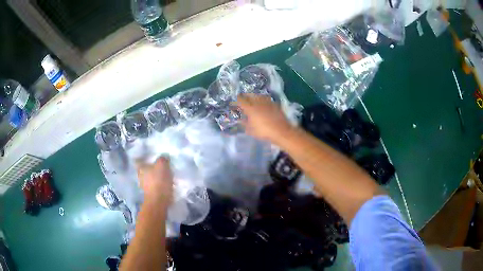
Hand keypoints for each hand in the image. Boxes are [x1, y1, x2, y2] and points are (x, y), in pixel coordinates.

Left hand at [136, 157, 172, 205]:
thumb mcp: (162, 165)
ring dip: (156, 177)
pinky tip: (166, 184)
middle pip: (145, 169)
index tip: (151, 157)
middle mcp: (140, 175)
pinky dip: (159, 184)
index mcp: (140, 167)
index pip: (139, 159)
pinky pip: (155, 185)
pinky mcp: (150, 193)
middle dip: (152, 168)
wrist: (159, 201)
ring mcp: (144, 185)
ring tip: (166, 175)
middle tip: (161, 166)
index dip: (144, 157)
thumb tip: (164, 157)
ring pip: (150, 178)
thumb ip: (162, 158)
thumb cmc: (158, 181)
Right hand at [235, 93, 292, 143]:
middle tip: (242, 99)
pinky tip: (262, 104)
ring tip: (251, 100)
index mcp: (250, 108)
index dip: (236, 101)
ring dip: (253, 97)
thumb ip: (244, 124)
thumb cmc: (264, 132)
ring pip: (258, 96)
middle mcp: (258, 102)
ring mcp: (267, 102)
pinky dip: (262, 100)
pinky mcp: (274, 104)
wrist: (281, 131)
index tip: (233, 103)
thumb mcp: (251, 130)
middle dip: (244, 96)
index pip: (241, 101)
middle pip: (249, 95)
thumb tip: (240, 120)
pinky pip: (266, 99)